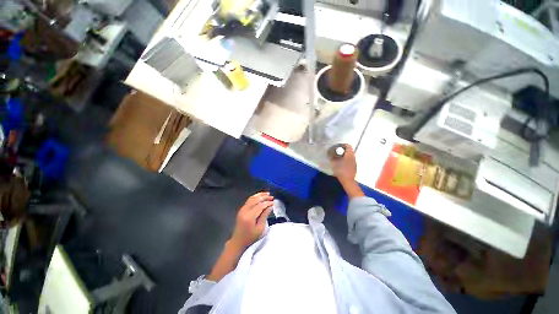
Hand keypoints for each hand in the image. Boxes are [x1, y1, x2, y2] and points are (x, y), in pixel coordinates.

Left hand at [230, 192, 273, 249]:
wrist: (238, 241)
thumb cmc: (251, 238)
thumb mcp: (260, 229)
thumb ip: (265, 216)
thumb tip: (270, 206)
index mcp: (249, 217)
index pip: (260, 206)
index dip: (267, 203)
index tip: (273, 202)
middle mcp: (244, 211)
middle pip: (255, 200)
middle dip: (264, 197)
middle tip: (272, 197)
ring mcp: (242, 209)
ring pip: (252, 198)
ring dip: (260, 195)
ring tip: (267, 194)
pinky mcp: (242, 209)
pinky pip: (249, 200)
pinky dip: (255, 197)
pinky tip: (260, 196)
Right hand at [330, 145, 363, 198]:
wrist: (348, 180)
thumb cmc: (341, 170)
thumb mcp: (334, 163)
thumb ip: (332, 157)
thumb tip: (330, 154)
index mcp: (349, 154)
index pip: (348, 145)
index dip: (342, 145)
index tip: (336, 147)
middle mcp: (353, 156)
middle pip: (348, 150)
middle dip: (342, 150)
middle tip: (335, 152)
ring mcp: (354, 162)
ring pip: (349, 155)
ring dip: (343, 155)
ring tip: (336, 157)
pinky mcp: (353, 166)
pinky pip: (349, 160)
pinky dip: (345, 159)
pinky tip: (340, 163)